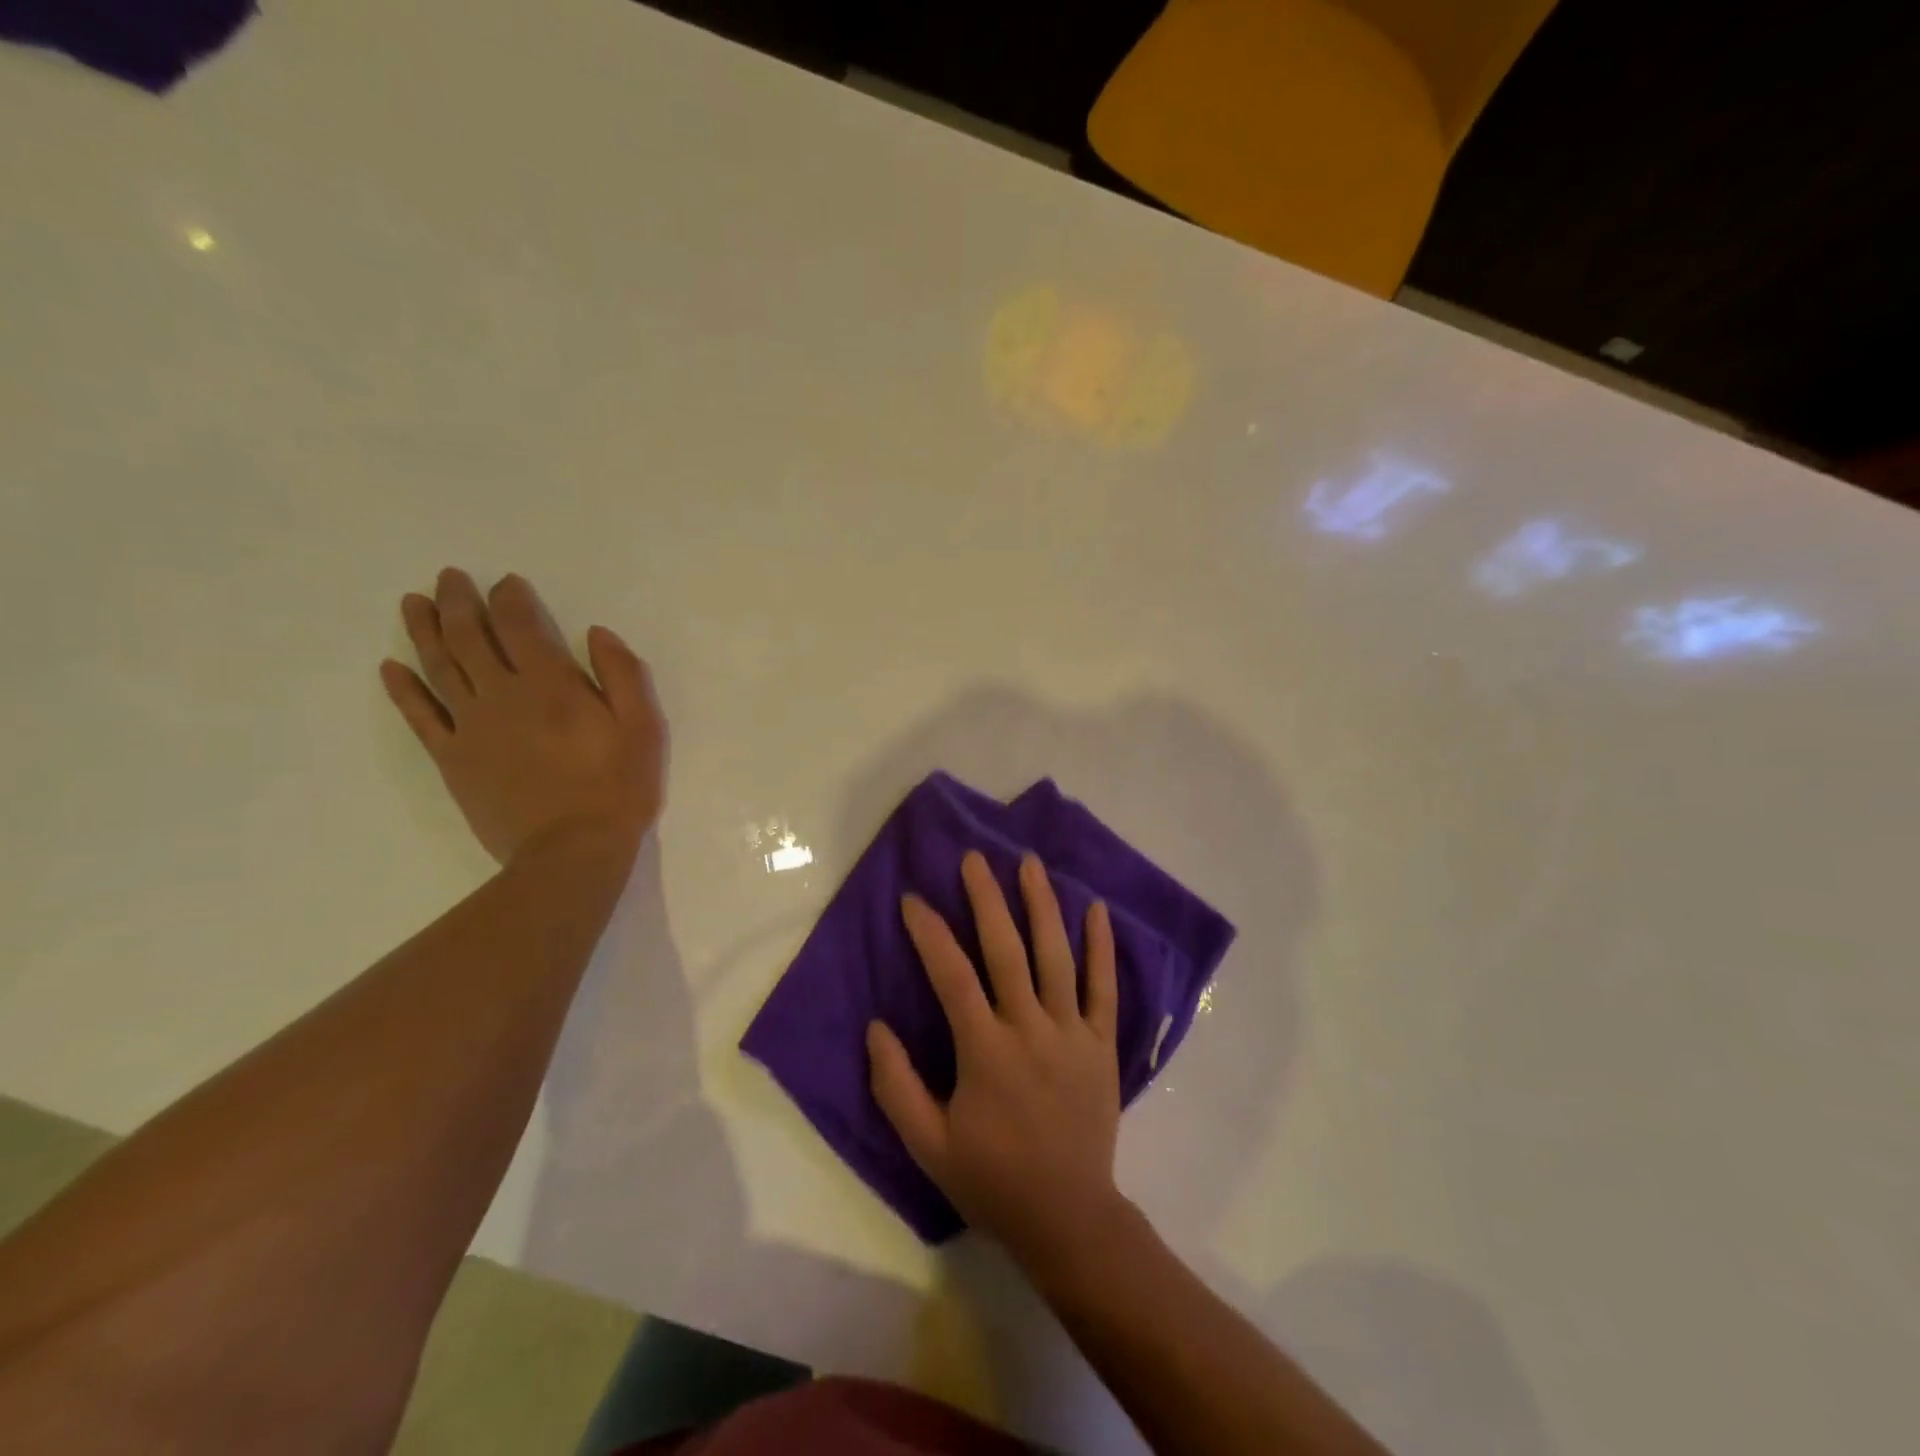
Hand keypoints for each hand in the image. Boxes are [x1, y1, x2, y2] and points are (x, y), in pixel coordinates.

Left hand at [379, 568, 666, 864]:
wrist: (572, 850)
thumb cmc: (618, 787)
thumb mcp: (644, 727)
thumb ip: (623, 674)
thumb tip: (596, 633)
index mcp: (550, 684)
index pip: (519, 625)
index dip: (509, 598)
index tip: (506, 582)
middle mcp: (501, 695)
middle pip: (469, 637)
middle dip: (458, 602)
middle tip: (448, 577)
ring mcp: (470, 727)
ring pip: (439, 667)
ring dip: (424, 631)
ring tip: (413, 603)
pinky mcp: (452, 759)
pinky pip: (419, 717)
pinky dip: (403, 689)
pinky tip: (390, 667)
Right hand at [869, 850, 1123, 1263]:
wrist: (1067, 1217)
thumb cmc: (992, 1179)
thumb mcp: (927, 1144)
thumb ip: (896, 1085)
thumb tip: (876, 1026)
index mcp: (985, 1050)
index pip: (952, 975)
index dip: (930, 933)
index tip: (913, 899)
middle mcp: (1029, 1028)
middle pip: (1006, 950)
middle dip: (987, 899)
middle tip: (975, 858)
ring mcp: (1071, 1033)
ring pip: (1056, 956)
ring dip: (1041, 905)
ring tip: (1030, 863)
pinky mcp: (1102, 1044)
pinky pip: (1104, 987)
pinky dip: (1101, 947)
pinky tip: (1095, 909)